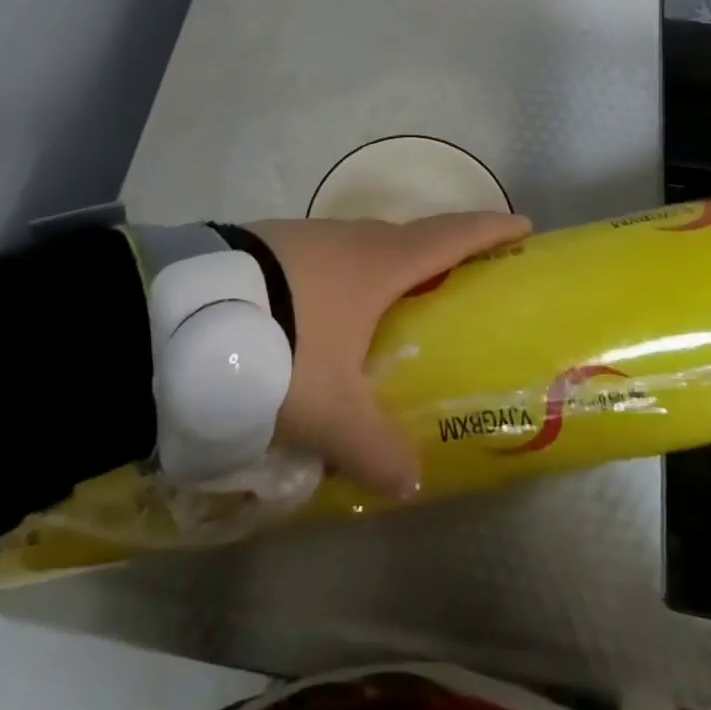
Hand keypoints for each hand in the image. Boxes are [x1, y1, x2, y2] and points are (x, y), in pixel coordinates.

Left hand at [248, 211, 530, 500]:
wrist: (189, 312)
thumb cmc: (283, 346)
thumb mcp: (330, 410)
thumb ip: (373, 448)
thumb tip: (410, 484)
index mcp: (379, 263)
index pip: (451, 236)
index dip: (489, 230)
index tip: (522, 225)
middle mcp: (348, 239)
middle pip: (406, 239)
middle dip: (434, 255)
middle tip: (452, 285)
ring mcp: (304, 236)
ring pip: (357, 249)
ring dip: (378, 270)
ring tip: (381, 311)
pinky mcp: (266, 245)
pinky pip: (318, 260)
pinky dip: (334, 280)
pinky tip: (314, 317)